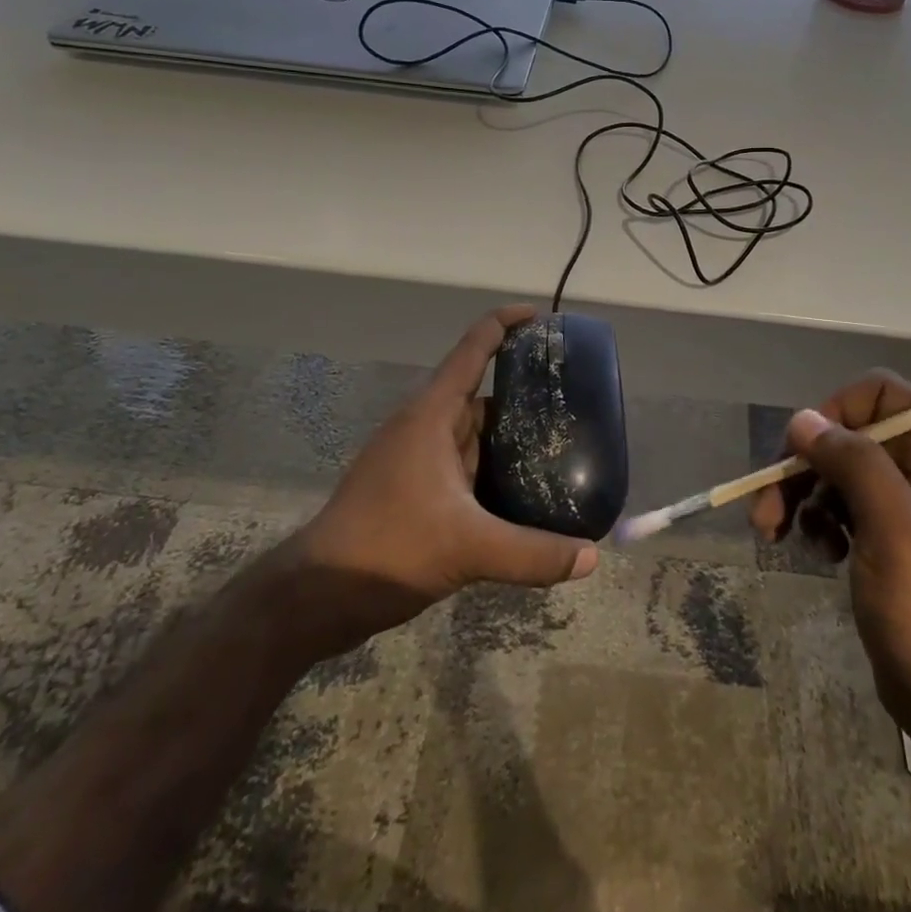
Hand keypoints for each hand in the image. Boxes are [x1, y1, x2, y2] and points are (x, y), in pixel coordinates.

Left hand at [286, 305, 598, 642]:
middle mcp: (426, 426)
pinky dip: (496, 466)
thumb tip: (593, 558)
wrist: (317, 594)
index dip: (505, 323)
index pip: (473, 348)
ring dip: (511, 432)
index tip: (541, 316)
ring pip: (475, 431)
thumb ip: (532, 553)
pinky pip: (467, 463)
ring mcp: (418, 458)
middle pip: (481, 390)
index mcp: (432, 414)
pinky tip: (525, 487)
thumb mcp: (467, 547)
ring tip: (561, 438)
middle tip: (571, 393)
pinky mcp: (416, 488)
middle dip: (522, 387)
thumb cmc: (388, 546)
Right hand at [750, 371, 910, 737]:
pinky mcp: (880, 540)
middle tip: (768, 502)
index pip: (884, 393)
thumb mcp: (895, 533)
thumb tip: (803, 419)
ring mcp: (898, 509)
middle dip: (804, 462)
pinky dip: (816, 521)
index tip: (810, 447)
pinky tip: (815, 553)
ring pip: (835, 471)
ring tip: (777, 533)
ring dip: (800, 494)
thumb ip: (854, 465)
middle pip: (849, 433)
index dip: (841, 407)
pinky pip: (837, 507)